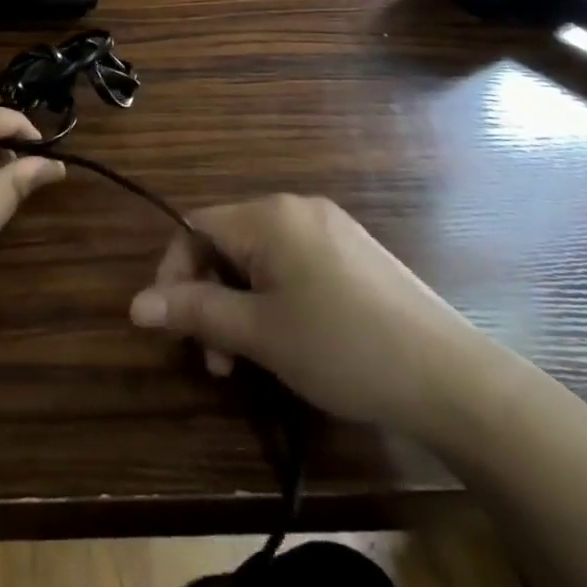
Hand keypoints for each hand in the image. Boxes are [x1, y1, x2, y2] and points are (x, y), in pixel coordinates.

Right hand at [128, 194, 494, 438]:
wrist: (452, 378)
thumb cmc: (343, 349)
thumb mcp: (260, 334)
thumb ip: (195, 312)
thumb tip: (134, 304)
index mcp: (269, 215)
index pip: (195, 228)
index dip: (174, 274)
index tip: (173, 327)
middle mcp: (296, 208)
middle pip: (227, 242)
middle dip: (210, 296)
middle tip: (216, 359)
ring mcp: (330, 228)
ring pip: (260, 257)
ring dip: (240, 303)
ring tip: (248, 360)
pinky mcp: (354, 253)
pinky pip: (294, 264)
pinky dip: (275, 297)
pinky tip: (290, 339)